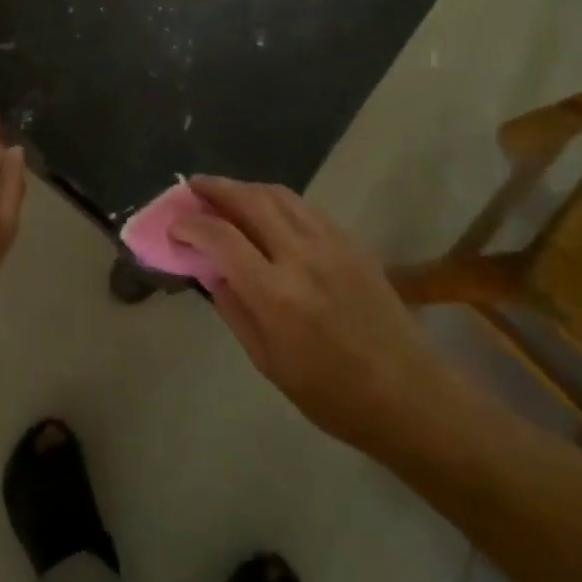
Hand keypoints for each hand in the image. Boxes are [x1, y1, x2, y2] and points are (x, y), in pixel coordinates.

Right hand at [172, 178, 435, 453]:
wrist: (408, 394)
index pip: (221, 238)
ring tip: (225, 192)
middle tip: (192, 186)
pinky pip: (305, 207)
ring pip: (279, 195)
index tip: (174, 225)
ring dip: (246, 187)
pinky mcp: (350, 241)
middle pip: (250, 201)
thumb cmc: (332, 394)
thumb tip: (211, 270)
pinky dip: (277, 199)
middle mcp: (301, 257)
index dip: (191, 225)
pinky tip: (267, 209)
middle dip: (215, 188)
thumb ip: (235, 309)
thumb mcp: (269, 362)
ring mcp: (330, 243)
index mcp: (276, 295)